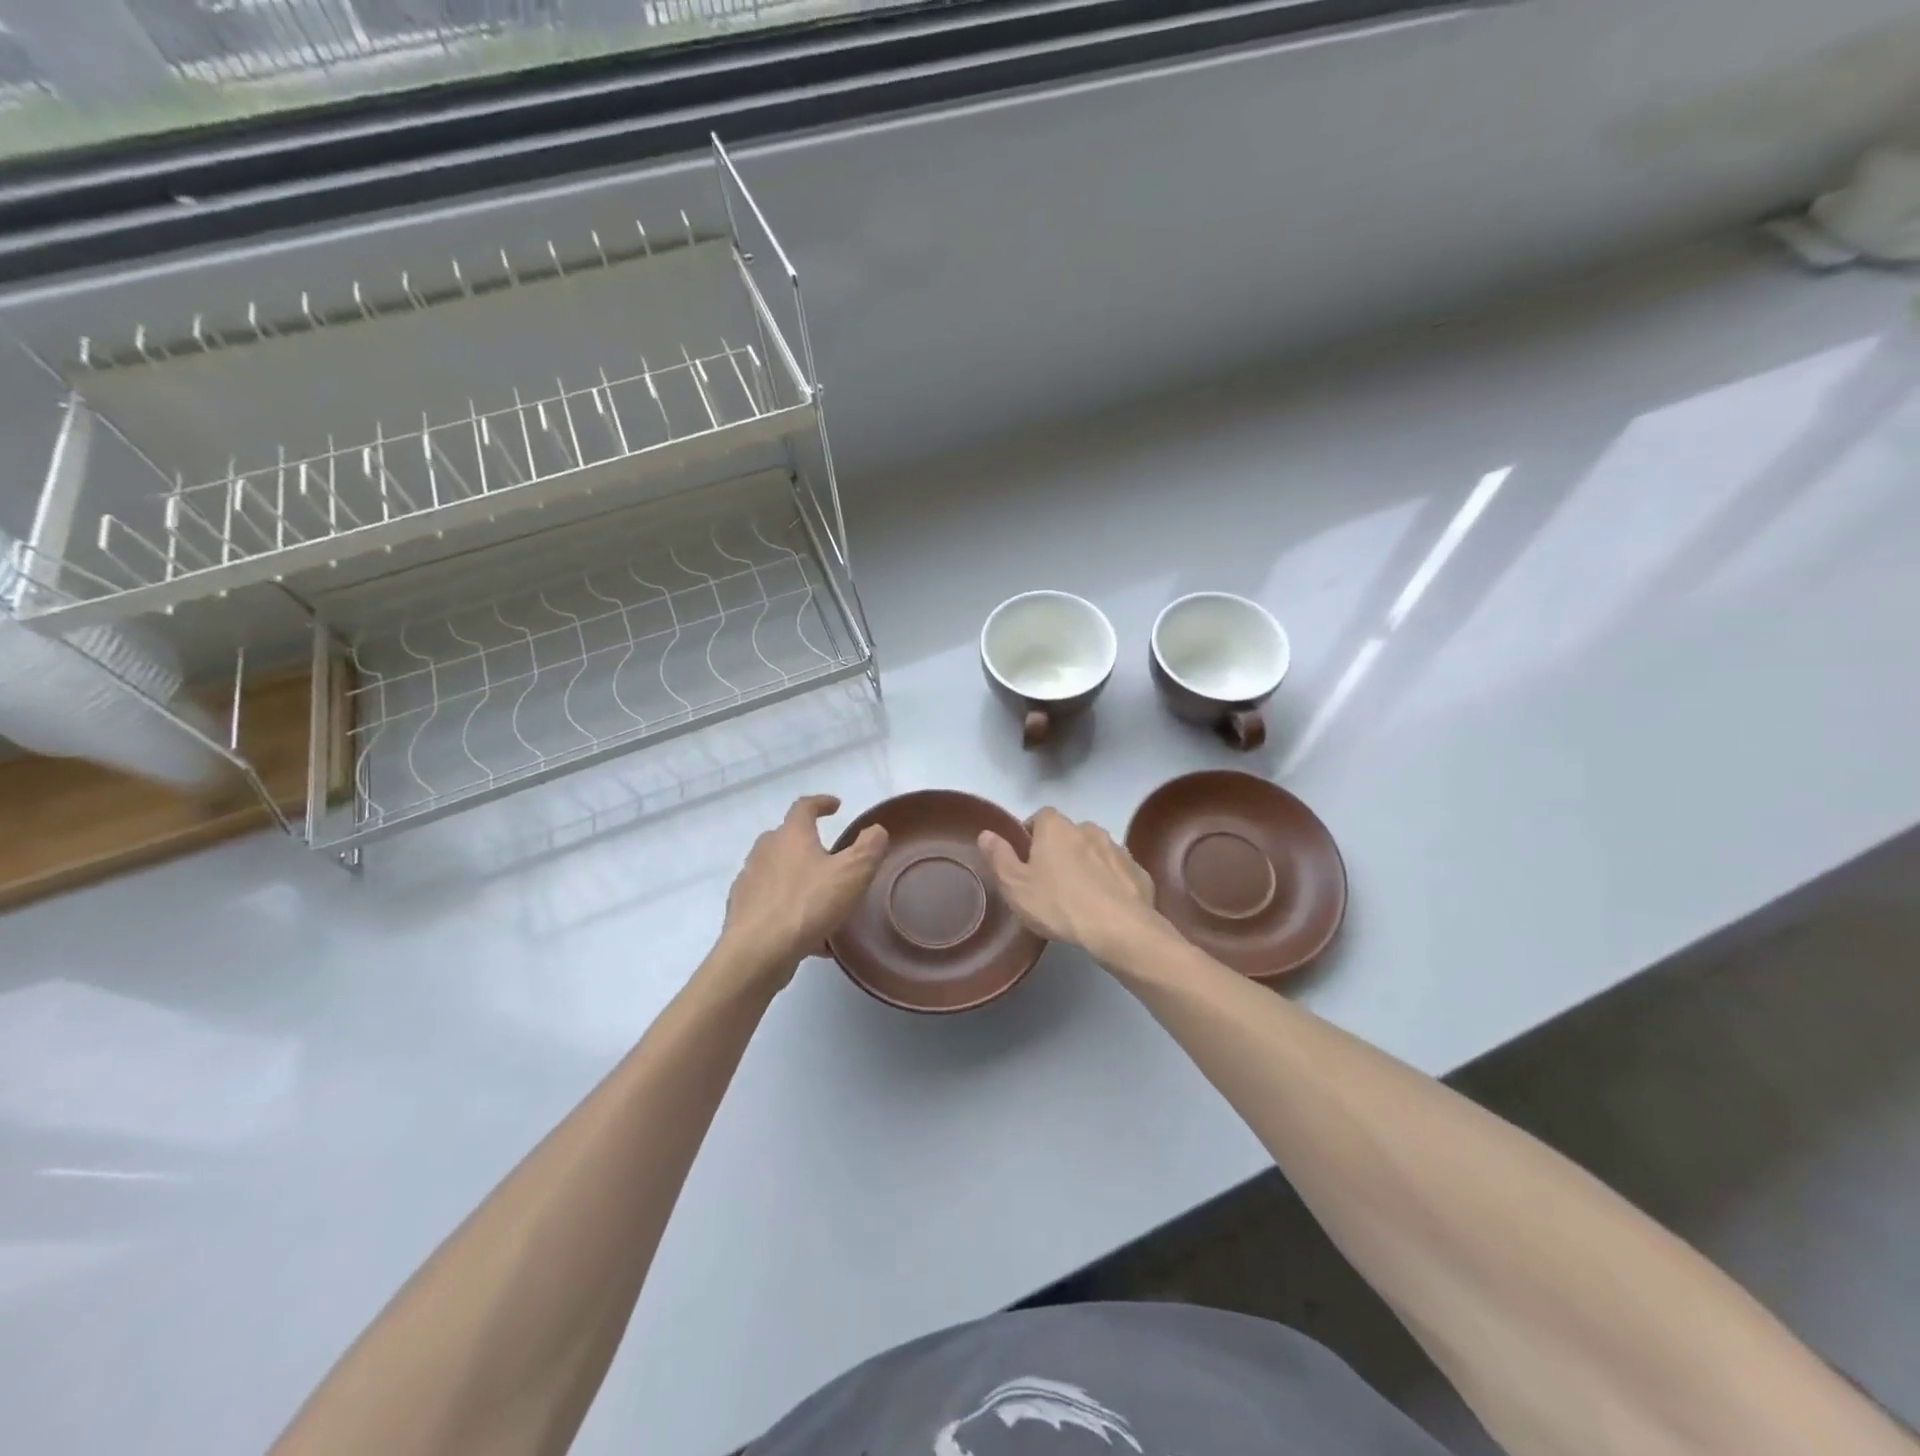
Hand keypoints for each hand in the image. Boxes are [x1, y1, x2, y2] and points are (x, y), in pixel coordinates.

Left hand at [714, 795, 888, 990]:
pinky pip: (770, 902)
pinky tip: (807, 933)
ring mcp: (749, 880)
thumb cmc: (808, 904)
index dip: (821, 803)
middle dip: (806, 842)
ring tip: (819, 898)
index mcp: (791, 835)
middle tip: (828, 856)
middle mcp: (765, 851)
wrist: (757, 951)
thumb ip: (869, 847)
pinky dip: (788, 908)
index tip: (836, 806)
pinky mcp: (741, 910)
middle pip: (785, 837)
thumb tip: (876, 831)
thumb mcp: (853, 873)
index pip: (804, 807)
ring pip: (776, 871)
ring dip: (796, 877)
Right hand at [977, 807, 1167, 964]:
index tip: (1026, 859)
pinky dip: (1110, 882)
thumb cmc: (1058, 904)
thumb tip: (986, 833)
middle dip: (1060, 850)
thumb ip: (999, 856)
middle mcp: (1089, 829)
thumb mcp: (1015, 885)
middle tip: (1050, 881)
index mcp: (1057, 828)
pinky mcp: (1138, 872)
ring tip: (1079, 896)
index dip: (1031, 834)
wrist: (1118, 928)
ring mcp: (1117, 849)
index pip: (1040, 817)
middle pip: (1069, 834)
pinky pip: (1118, 872)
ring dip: (1087, 865)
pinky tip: (1105, 906)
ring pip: (1095, 851)